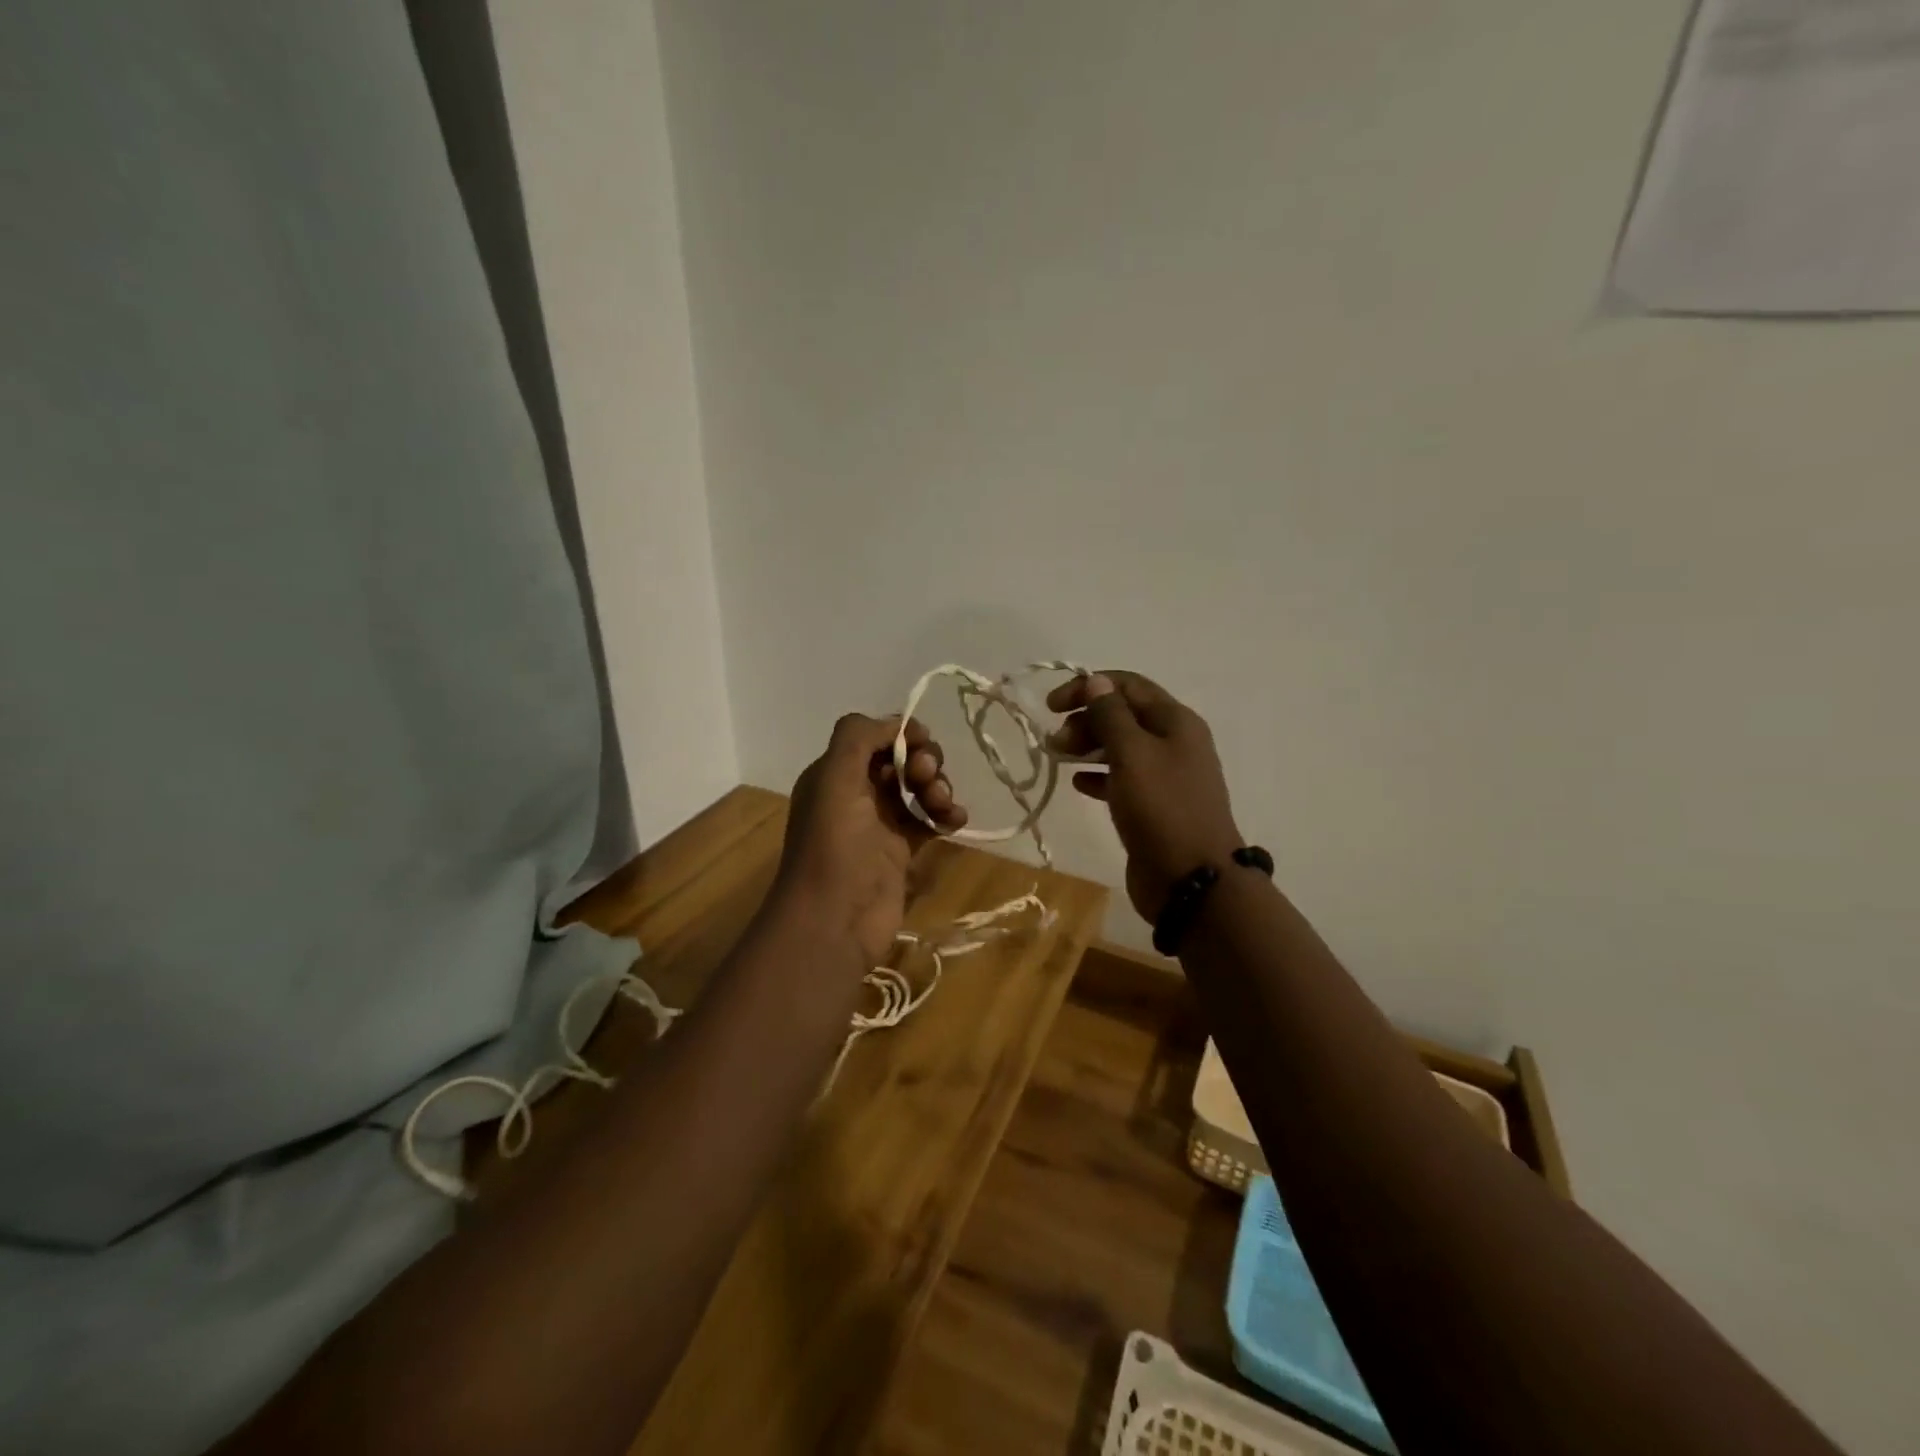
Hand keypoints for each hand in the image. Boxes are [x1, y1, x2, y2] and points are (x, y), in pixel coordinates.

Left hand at [773, 713, 968, 966]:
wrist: (835, 920)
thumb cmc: (835, 845)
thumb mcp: (835, 778)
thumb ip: (859, 737)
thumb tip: (898, 724)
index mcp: (835, 773)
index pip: (874, 737)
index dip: (901, 734)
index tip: (921, 743)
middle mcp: (856, 794)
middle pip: (900, 760)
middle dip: (923, 761)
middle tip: (927, 778)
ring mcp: (880, 824)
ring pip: (918, 789)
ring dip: (938, 787)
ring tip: (942, 804)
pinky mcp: (901, 852)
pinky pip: (930, 821)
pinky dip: (946, 815)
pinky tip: (955, 821)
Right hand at [1047, 672, 1243, 923]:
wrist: (1192, 881)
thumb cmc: (1161, 809)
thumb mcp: (1132, 754)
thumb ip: (1111, 715)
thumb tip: (1096, 681)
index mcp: (1175, 721)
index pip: (1127, 685)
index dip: (1088, 687)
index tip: (1052, 706)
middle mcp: (1174, 742)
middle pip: (1123, 715)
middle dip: (1086, 719)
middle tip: (1055, 742)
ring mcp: (1166, 776)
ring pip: (1120, 747)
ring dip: (1087, 746)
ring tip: (1057, 757)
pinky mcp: (1154, 806)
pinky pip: (1121, 779)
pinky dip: (1098, 775)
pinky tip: (1077, 783)